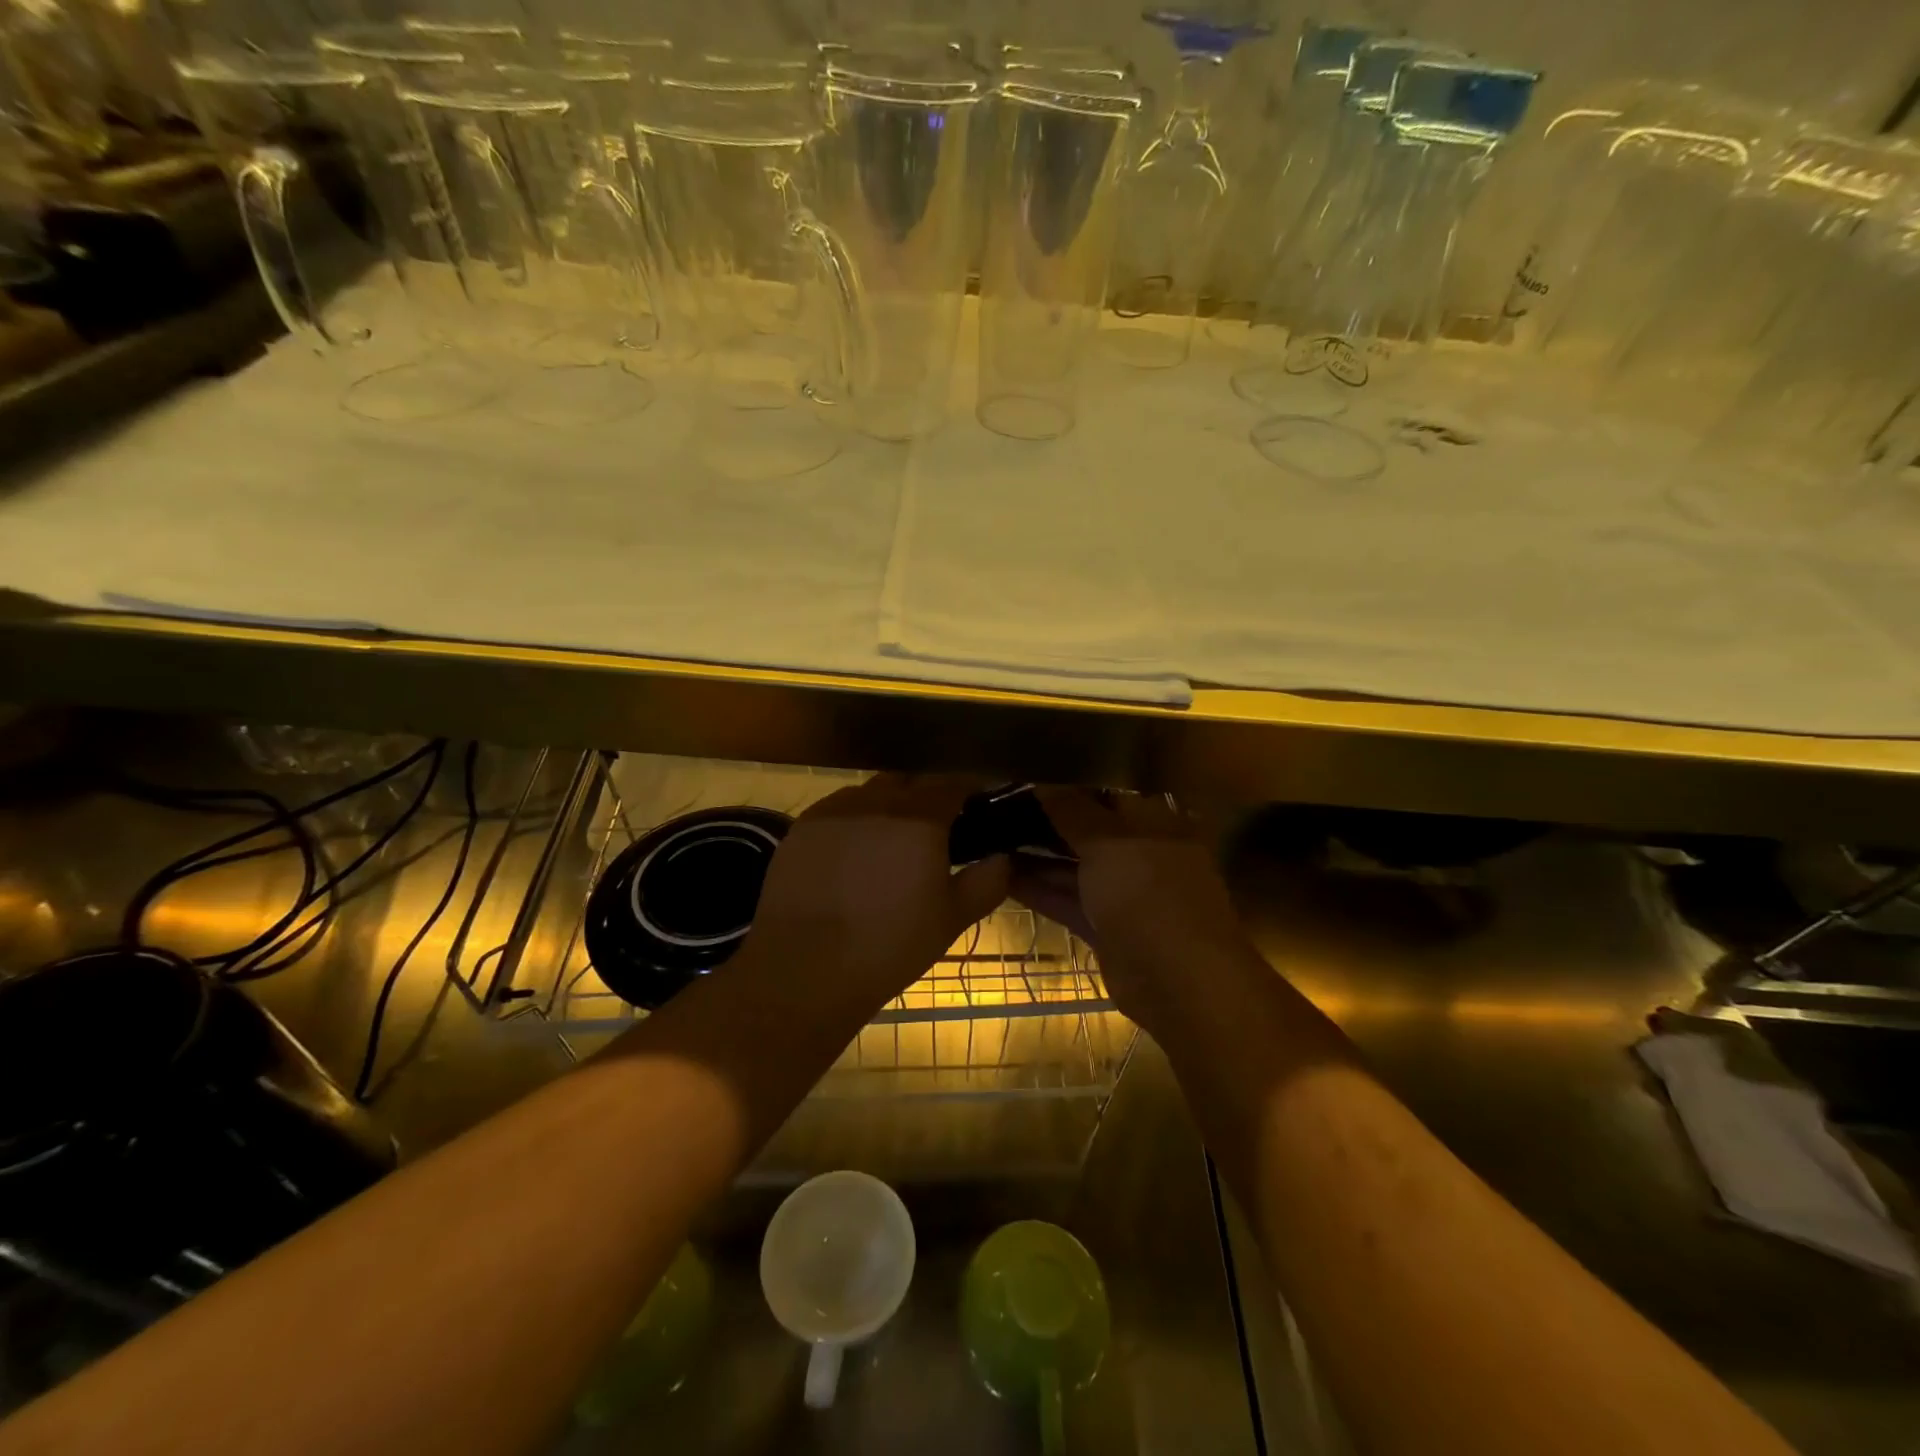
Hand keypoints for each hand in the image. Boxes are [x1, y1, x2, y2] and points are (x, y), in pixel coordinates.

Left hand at [742, 774, 1009, 1011]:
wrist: (804, 970)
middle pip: (909, 783)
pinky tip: (850, 854)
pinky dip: (852, 822)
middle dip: (925, 797)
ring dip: (887, 807)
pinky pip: (837, 810)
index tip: (976, 806)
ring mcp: (833, 811)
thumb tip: (1003, 857)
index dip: (967, 790)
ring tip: (888, 843)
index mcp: (920, 819)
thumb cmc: (889, 947)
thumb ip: (986, 882)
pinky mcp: (801, 828)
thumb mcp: (951, 919)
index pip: (951, 783)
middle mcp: (876, 802)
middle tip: (933, 831)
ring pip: (870, 793)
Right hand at [1010, 788, 1248, 1033]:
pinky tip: (1002, 876)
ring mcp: (1125, 894)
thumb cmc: (1149, 894)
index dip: (1067, 784)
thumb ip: (1073, 810)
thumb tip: (1044, 781)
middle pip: (1088, 830)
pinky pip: (1069, 901)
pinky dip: (1040, 890)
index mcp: (1154, 823)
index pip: (1106, 792)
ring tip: (989, 840)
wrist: (1180, 982)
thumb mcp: (1108, 842)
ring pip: (1076, 867)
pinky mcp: (1107, 928)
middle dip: (1047, 821)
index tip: (1025, 776)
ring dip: (1037, 856)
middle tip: (998, 808)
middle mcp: (1141, 853)